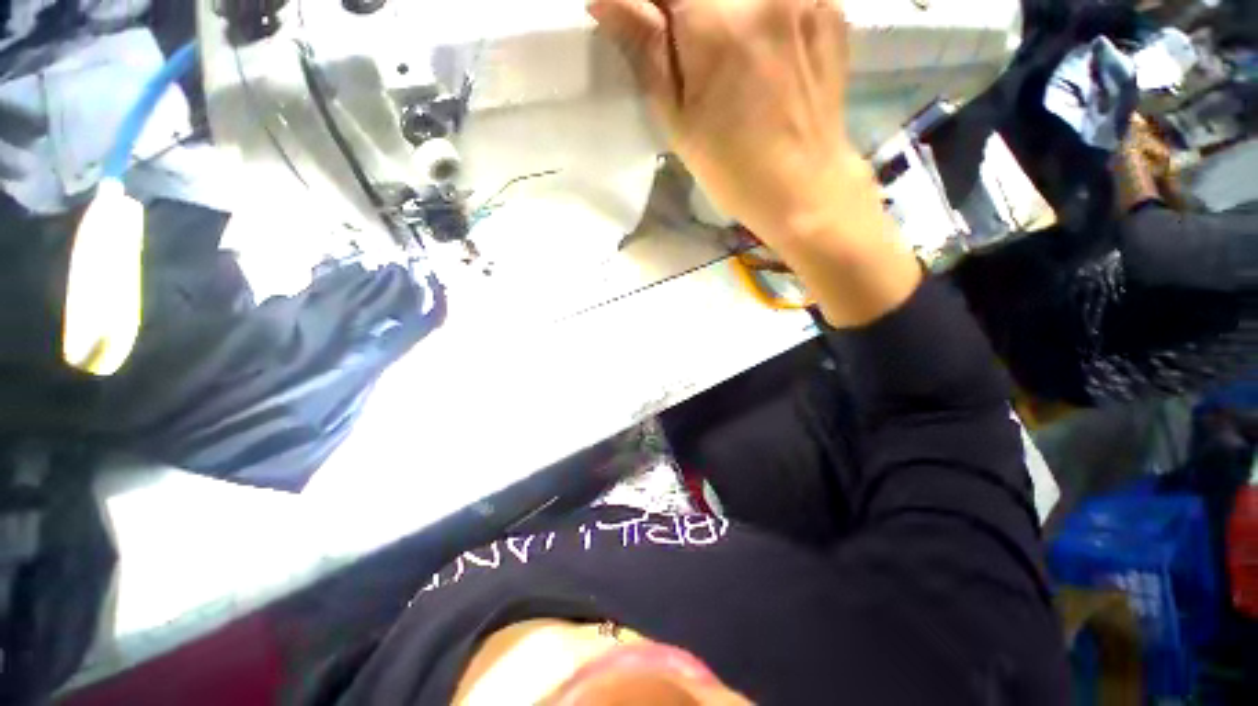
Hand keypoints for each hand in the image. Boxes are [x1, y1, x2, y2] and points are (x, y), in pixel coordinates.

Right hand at [588, 0, 854, 241]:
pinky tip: (761, 46)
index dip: (649, 6)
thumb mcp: (678, 121)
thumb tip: (604, 0)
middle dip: (684, 11)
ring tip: (723, 57)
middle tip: (683, 46)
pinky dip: (758, 11)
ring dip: (718, 13)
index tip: (646, 29)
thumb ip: (645, 49)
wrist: (803, 186)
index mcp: (716, 23)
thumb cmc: (732, 168)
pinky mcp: (829, 5)